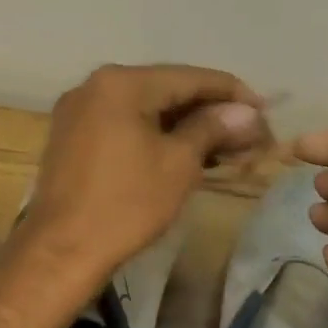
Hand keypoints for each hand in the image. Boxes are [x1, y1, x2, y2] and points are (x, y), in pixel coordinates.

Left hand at [20, 64, 269, 287]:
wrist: (61, 250)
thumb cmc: (126, 204)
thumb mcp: (179, 163)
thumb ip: (213, 128)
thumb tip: (247, 112)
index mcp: (121, 83)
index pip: (190, 77)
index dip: (232, 93)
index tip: (265, 110)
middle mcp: (94, 86)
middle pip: (165, 89)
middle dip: (209, 111)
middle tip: (248, 133)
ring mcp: (77, 112)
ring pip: (143, 109)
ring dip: (183, 125)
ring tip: (223, 147)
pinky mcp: (71, 138)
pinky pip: (122, 125)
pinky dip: (153, 135)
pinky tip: (182, 152)